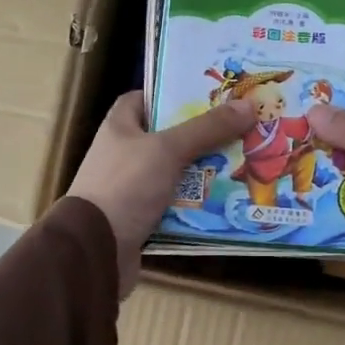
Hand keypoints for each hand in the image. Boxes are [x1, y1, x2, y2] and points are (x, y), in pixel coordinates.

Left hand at [66, 91, 255, 296]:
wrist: (96, 250)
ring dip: (205, 172)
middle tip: (240, 129)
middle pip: (168, 136)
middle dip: (202, 135)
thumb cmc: (125, 186)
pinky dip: (198, 204)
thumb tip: (248, 105)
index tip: (207, 96)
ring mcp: (132, 188)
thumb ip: (207, 128)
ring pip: (176, 173)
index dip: (171, 94)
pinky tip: (227, 201)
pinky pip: (177, 205)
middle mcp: (124, 154)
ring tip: (244, 163)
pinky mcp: (142, 219)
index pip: (143, 98)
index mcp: (120, 127)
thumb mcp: (168, 149)